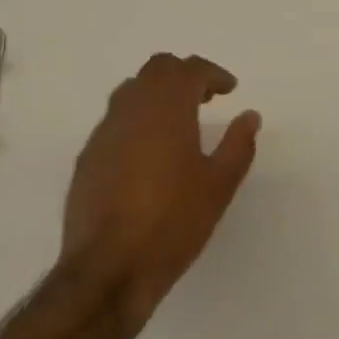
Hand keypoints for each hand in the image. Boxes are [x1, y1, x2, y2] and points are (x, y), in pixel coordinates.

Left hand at [61, 54, 261, 325]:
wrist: (108, 268)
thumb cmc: (172, 222)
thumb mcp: (219, 186)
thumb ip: (238, 145)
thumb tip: (249, 116)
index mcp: (167, 107)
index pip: (189, 69)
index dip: (212, 73)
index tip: (229, 89)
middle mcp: (132, 108)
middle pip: (157, 70)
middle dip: (183, 75)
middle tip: (205, 98)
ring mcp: (105, 131)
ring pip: (132, 90)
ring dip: (157, 94)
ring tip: (177, 122)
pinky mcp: (88, 156)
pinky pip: (116, 120)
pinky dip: (137, 120)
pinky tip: (148, 153)